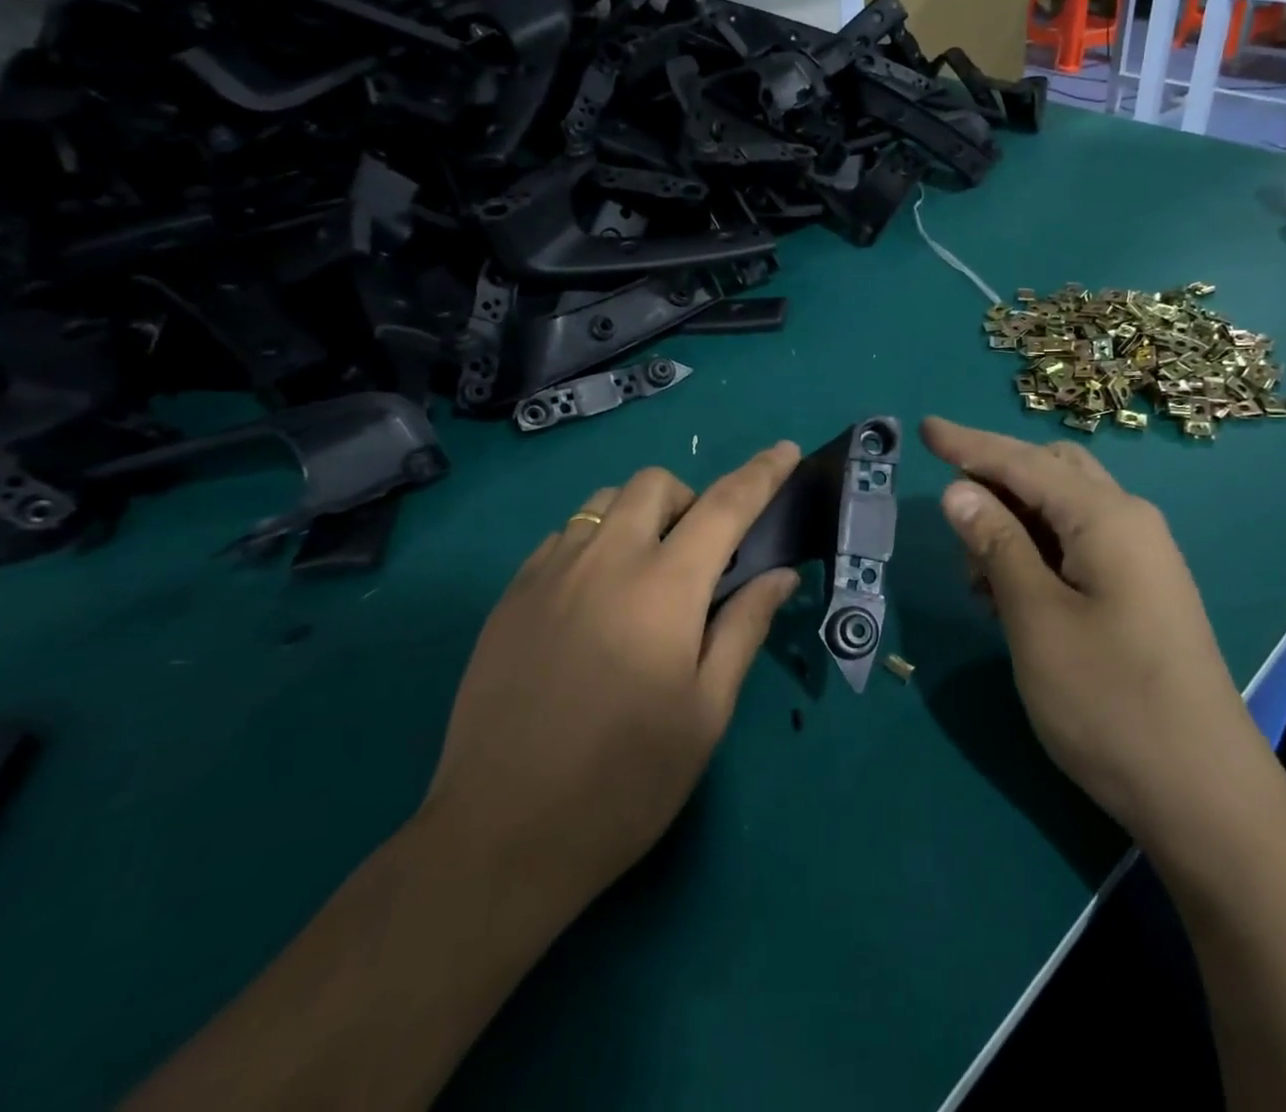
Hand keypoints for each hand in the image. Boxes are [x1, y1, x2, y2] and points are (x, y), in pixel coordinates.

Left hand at [421, 442, 802, 921]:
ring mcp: (550, 572)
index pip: (725, 506)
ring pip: (605, 502)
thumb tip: (780, 573)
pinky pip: (564, 536)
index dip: (761, 473)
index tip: (784, 450)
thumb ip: (746, 627)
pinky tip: (595, 598)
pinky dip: (596, 542)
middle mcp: (605, 559)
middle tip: (701, 555)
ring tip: (647, 573)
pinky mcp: (512, 595)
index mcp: (664, 587)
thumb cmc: (626, 781)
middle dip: (690, 498)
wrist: (501, 836)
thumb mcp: (706, 710)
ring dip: (640, 516)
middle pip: (655, 484)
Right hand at [922, 417, 1246, 828]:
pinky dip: (1036, 553)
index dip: (969, 444)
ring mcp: (1140, 558)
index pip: (1023, 462)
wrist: (1203, 794)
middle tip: (951, 516)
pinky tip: (1008, 592)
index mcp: (1106, 517)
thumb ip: (996, 545)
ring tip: (975, 573)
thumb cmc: (1110, 701)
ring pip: (1062, 512)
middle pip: (1050, 473)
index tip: (924, 428)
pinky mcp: (1140, 592)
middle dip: (995, 482)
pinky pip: (1077, 546)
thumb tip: (959, 490)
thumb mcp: (1036, 619)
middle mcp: (1129, 522)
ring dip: (1012, 524)